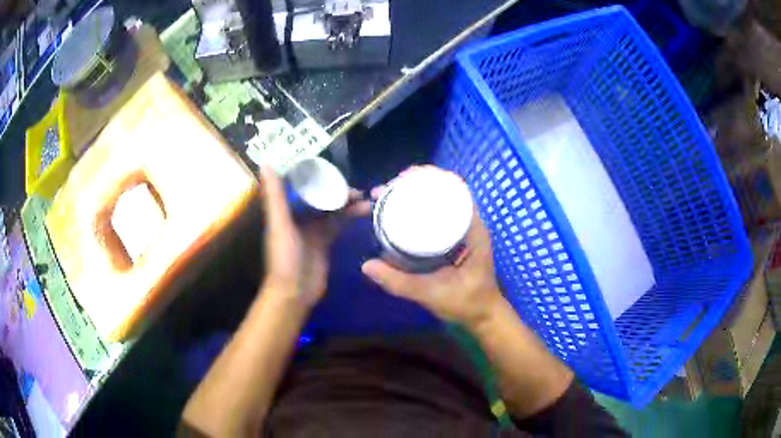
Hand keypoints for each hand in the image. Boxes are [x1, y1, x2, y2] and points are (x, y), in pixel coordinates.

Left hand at [259, 165, 369, 310]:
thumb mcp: (279, 224)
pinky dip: (349, 217)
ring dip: (346, 203)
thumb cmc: (284, 257)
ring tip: (365, 198)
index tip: (331, 167)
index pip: (300, 186)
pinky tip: (363, 212)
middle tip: (356, 187)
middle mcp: (298, 216)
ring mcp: (313, 230)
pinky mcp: (325, 242)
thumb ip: (275, 196)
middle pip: (319, 197)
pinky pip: (338, 224)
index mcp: (285, 210)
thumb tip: (266, 163)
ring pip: (331, 210)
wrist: (295, 292)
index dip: (314, 175)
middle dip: (336, 190)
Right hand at [361, 167, 503, 328]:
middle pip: (445, 192)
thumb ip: (400, 282)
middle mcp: (470, 225)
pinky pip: (438, 218)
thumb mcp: (432, 293)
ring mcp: (463, 232)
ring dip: (418, 196)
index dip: (432, 176)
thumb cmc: (466, 303)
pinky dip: (421, 212)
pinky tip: (401, 215)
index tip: (405, 177)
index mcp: (472, 230)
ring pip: (440, 204)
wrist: (482, 316)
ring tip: (390, 196)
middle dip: (418, 184)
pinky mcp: (455, 241)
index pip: (456, 189)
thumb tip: (367, 266)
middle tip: (389, 188)